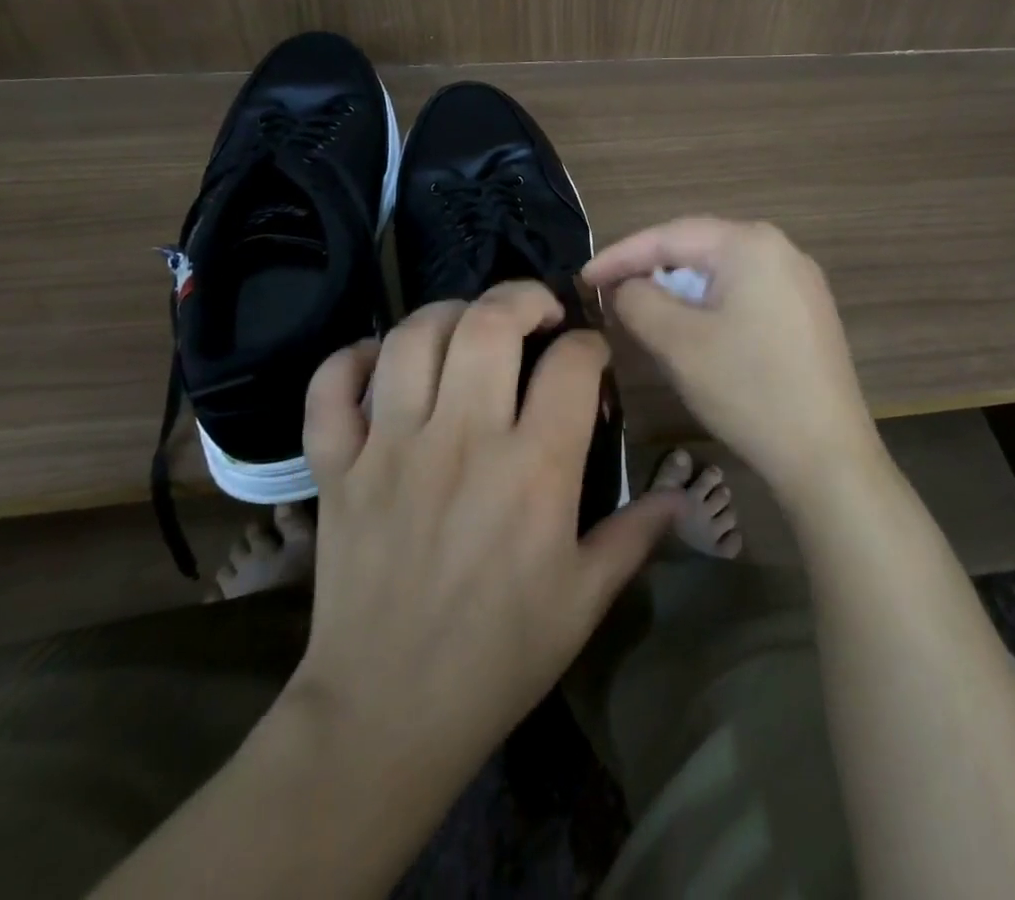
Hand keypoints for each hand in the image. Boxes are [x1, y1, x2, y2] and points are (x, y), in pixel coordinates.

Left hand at [284, 281, 683, 808]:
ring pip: (414, 337)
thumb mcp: (585, 600)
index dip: (591, 345)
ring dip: (447, 313)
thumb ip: (636, 535)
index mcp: (534, 470)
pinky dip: (351, 358)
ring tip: (469, 327)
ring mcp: (391, 448)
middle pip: (490, 323)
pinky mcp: (338, 467)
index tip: (592, 359)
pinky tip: (380, 359)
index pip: (572, 363)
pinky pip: (331, 387)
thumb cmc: (499, 656)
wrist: (386, 716)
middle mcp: (463, 440)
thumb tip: (682, 494)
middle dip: (523, 297)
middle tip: (537, 312)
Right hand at [585, 218, 884, 511]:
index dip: (620, 255)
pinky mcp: (807, 312)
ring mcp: (800, 281)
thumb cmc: (747, 389)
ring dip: (680, 290)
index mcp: (750, 243)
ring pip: (721, 272)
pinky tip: (695, 330)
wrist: (827, 454)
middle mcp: (781, 249)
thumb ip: (638, 300)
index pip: (669, 236)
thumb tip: (625, 286)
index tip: (583, 278)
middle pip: (698, 248)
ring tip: (646, 312)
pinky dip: (711, 305)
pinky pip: (745, 292)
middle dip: (651, 270)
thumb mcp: (677, 342)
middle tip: (611, 294)